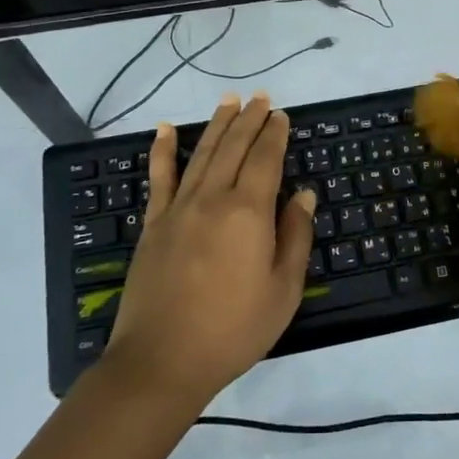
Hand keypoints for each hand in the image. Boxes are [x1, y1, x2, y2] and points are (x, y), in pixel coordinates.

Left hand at [104, 94, 313, 403]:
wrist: (162, 360)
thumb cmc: (233, 329)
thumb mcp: (283, 290)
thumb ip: (295, 236)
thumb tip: (304, 195)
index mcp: (248, 211)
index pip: (266, 159)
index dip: (275, 134)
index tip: (281, 115)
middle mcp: (213, 198)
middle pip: (234, 147)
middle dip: (250, 119)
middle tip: (260, 97)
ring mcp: (179, 208)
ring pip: (203, 153)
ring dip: (218, 125)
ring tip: (229, 101)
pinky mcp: (154, 224)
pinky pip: (160, 177)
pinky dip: (163, 150)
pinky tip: (166, 129)